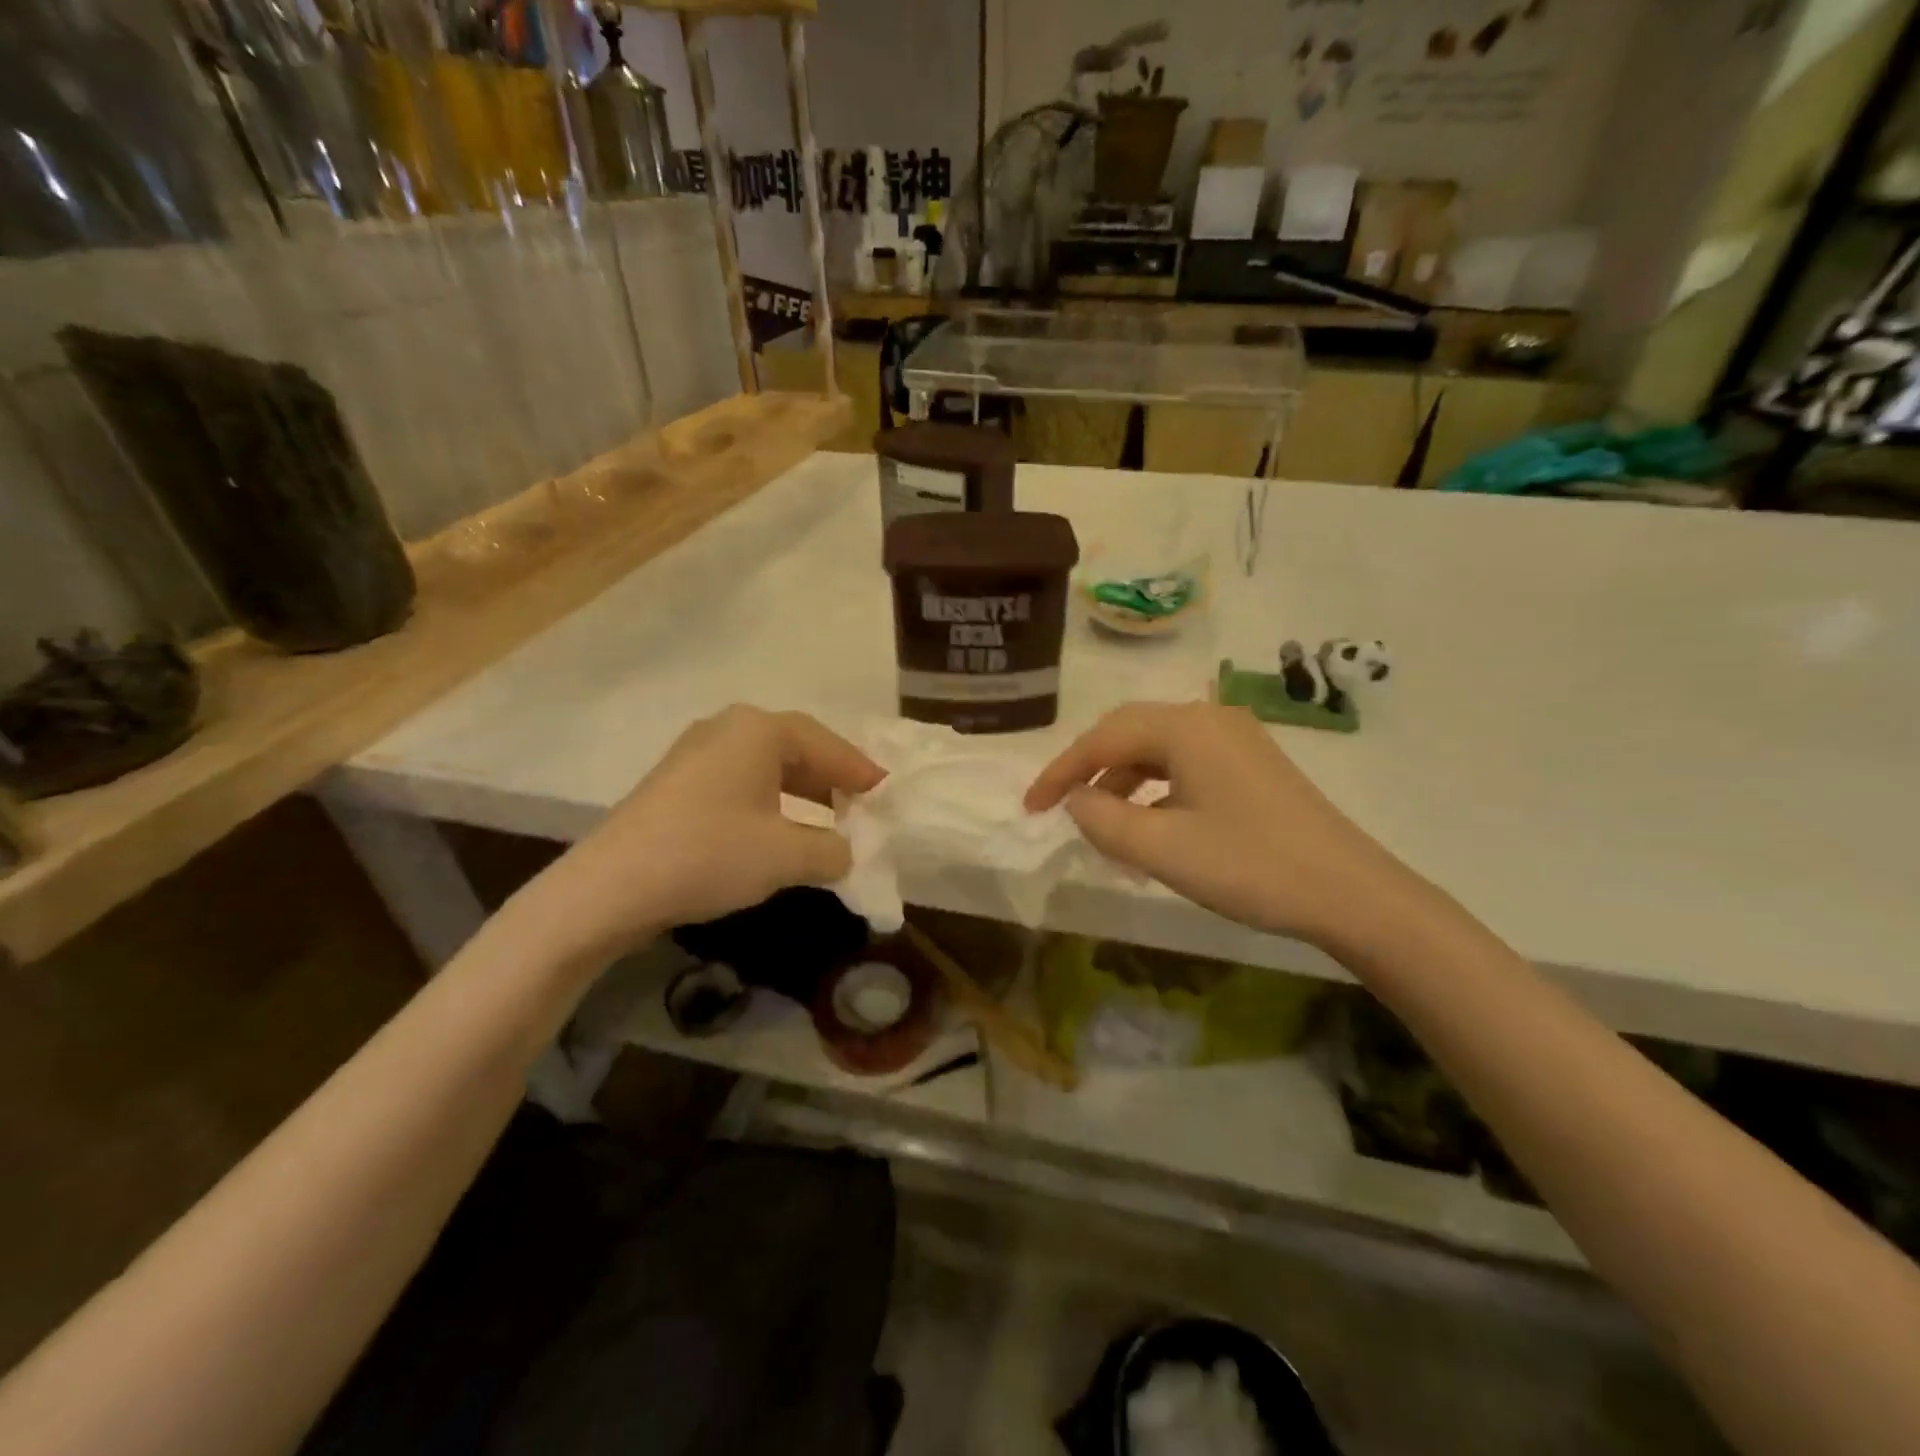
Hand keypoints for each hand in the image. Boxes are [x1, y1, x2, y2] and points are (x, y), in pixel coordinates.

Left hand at [527, 706, 883, 962]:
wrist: (610, 888)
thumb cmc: (710, 854)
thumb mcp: (787, 855)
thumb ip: (832, 849)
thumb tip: (847, 851)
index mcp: (759, 730)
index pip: (826, 744)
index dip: (860, 770)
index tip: (887, 793)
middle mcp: (728, 729)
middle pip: (796, 748)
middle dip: (831, 779)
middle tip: (862, 806)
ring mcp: (696, 754)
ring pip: (767, 767)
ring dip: (801, 793)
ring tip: (829, 820)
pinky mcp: (677, 783)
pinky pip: (741, 782)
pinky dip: (770, 802)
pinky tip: (779, 831)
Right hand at [1025, 701, 1423, 952]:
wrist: (1351, 893)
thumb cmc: (1250, 866)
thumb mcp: (1162, 849)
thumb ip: (1103, 821)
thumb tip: (1076, 801)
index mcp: (1185, 727)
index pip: (1102, 738)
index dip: (1060, 772)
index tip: (1030, 807)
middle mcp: (1209, 718)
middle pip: (1129, 733)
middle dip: (1089, 769)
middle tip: (1060, 807)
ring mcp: (1235, 739)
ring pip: (1158, 749)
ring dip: (1122, 781)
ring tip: (1103, 824)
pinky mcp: (1252, 764)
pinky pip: (1185, 764)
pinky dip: (1156, 789)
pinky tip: (1151, 824)